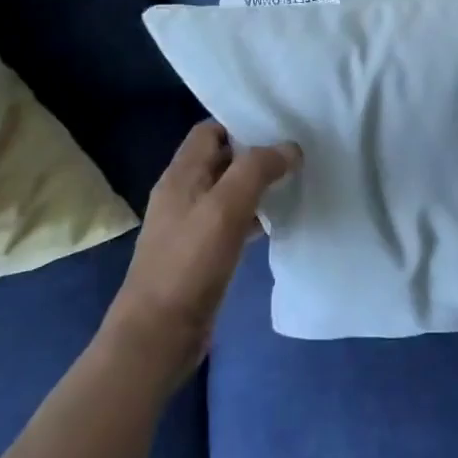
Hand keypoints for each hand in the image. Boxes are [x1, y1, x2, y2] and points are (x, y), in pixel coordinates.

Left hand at [102, 121, 299, 387]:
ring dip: (259, 185)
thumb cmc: (189, 264)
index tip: (280, 124)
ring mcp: (192, 225)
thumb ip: (257, 170)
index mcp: (181, 175)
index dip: (242, 123)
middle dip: (258, 153)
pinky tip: (280, 221)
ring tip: (298, 179)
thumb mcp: (225, 208)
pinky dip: (256, 215)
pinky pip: (233, 221)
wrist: (159, 334)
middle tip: (299, 150)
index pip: (210, 130)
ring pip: (230, 191)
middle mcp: (184, 193)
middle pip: (222, 159)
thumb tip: (289, 147)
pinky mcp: (203, 253)